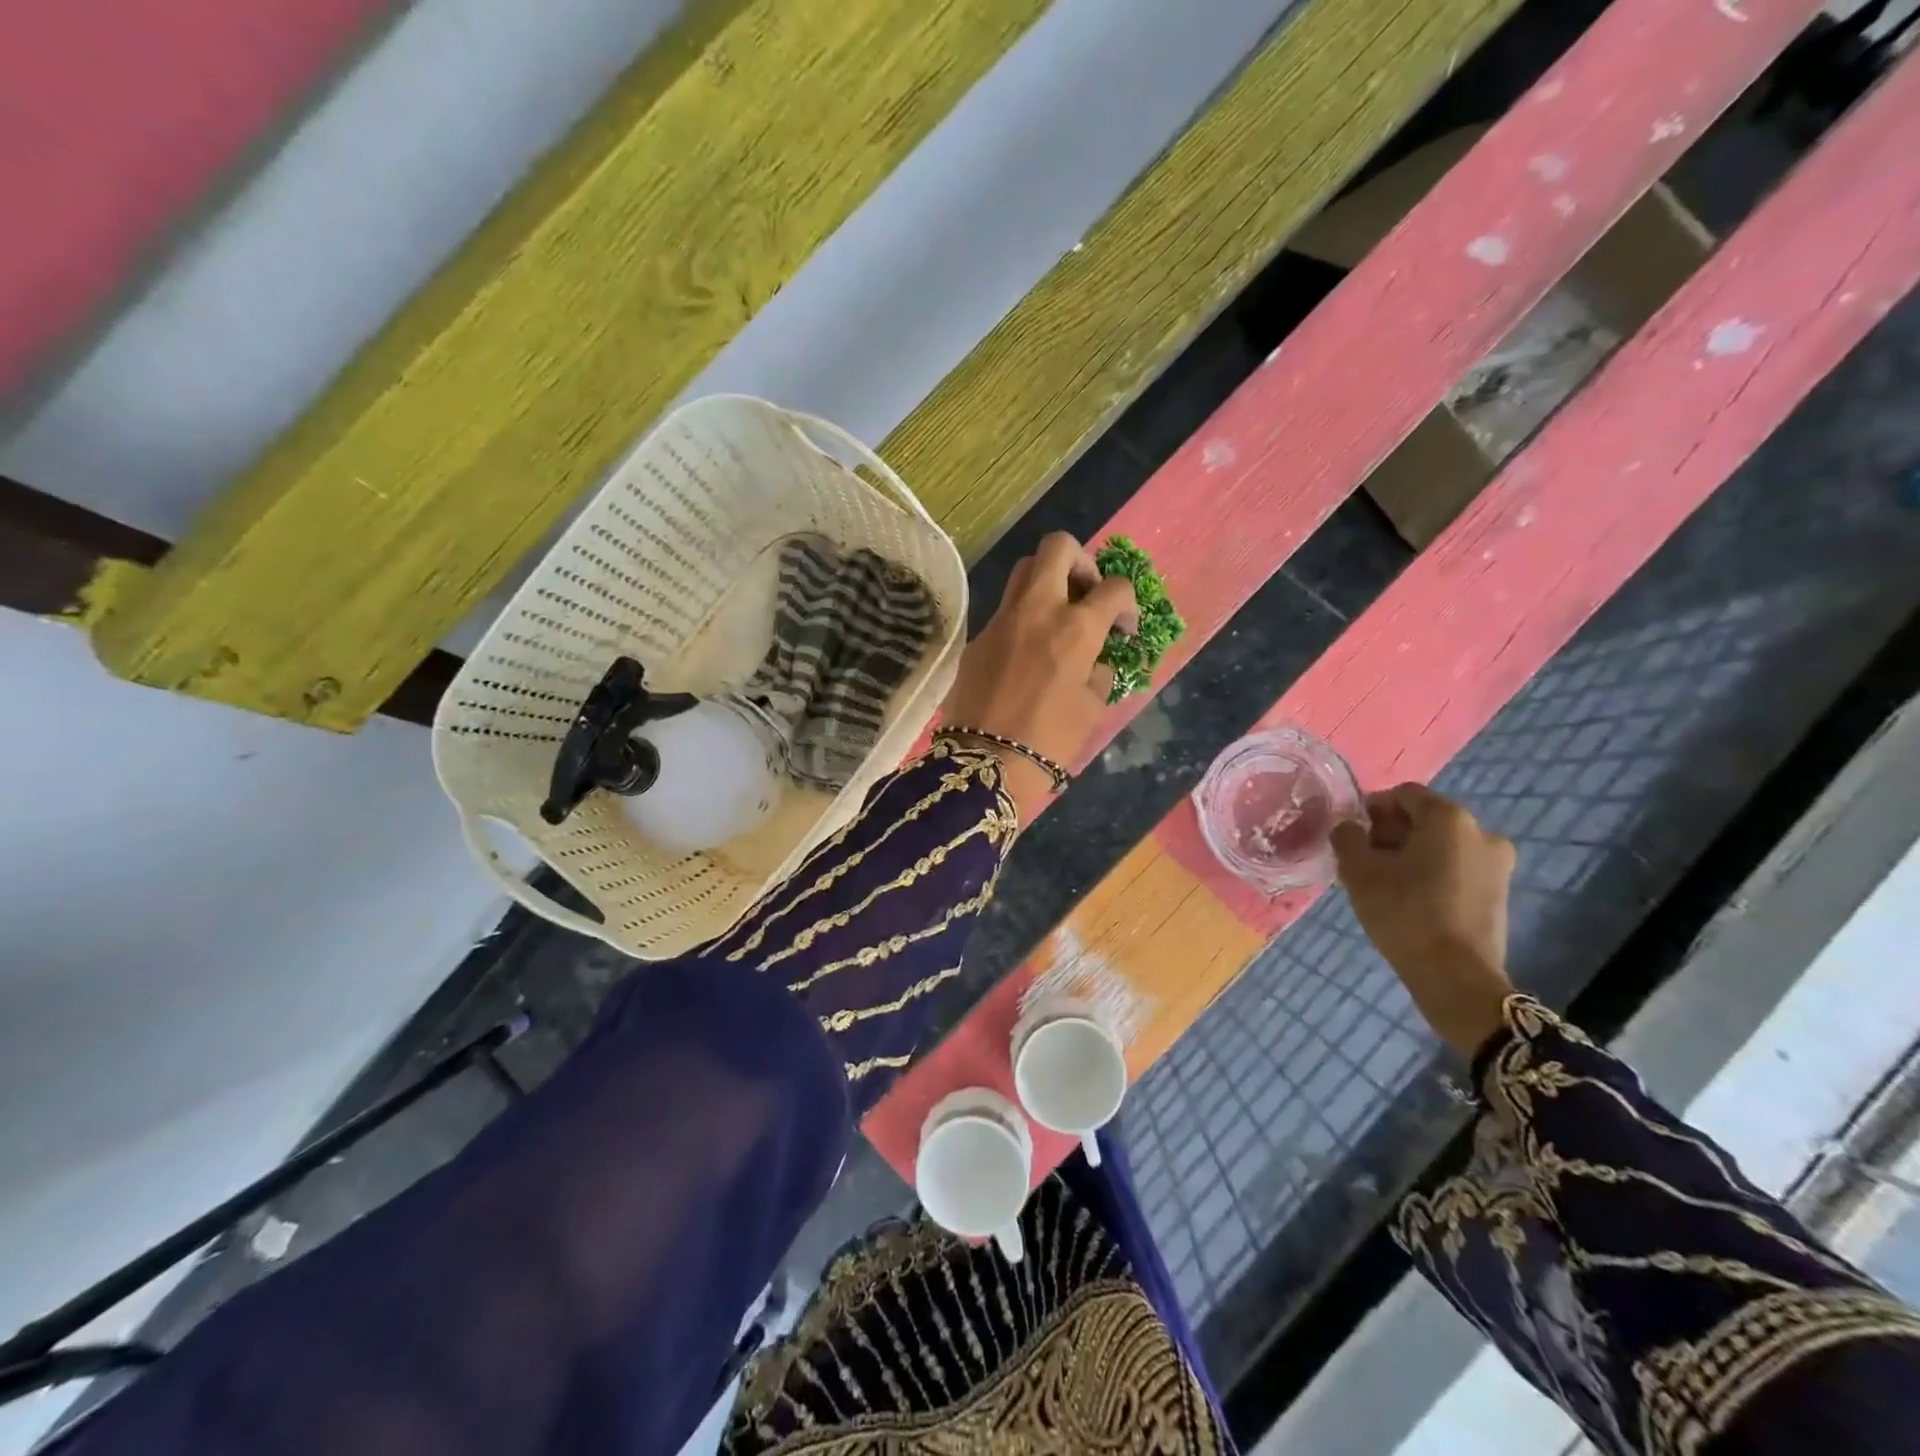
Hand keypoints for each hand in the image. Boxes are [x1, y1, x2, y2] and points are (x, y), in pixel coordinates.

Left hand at [940, 533, 1138, 822]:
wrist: (985, 763)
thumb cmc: (1050, 740)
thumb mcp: (1092, 708)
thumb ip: (1100, 671)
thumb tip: (1096, 658)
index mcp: (1076, 627)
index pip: (1114, 587)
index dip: (1127, 603)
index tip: (1123, 628)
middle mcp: (1037, 610)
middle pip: (1058, 547)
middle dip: (1081, 561)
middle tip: (1086, 594)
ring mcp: (1001, 620)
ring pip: (1024, 570)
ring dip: (1047, 581)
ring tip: (1058, 616)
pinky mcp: (977, 637)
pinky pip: (1004, 610)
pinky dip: (1022, 617)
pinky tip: (1026, 651)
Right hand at [1331, 783, 1516, 1057]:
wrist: (1454, 976)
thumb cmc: (1404, 912)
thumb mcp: (1358, 870)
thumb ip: (1347, 836)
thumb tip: (1349, 827)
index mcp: (1449, 817)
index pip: (1403, 794)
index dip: (1373, 809)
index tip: (1354, 836)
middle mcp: (1482, 831)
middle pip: (1426, 818)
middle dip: (1393, 832)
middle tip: (1366, 860)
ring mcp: (1498, 863)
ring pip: (1442, 845)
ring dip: (1412, 854)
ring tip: (1387, 883)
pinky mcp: (1500, 892)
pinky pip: (1458, 868)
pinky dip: (1433, 873)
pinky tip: (1412, 899)